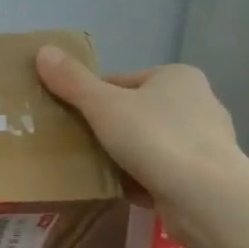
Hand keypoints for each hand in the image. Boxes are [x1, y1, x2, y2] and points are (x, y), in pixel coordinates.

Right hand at [36, 45, 240, 239]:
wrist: (206, 197)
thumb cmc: (155, 139)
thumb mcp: (103, 105)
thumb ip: (72, 81)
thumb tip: (42, 50)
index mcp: (177, 77)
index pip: (121, 82)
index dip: (90, 98)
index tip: (69, 120)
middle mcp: (197, 103)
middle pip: (135, 113)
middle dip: (107, 129)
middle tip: (76, 146)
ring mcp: (204, 142)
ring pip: (148, 144)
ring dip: (123, 156)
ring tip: (94, 169)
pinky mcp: (205, 176)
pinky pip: (161, 172)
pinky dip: (140, 179)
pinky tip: (120, 190)